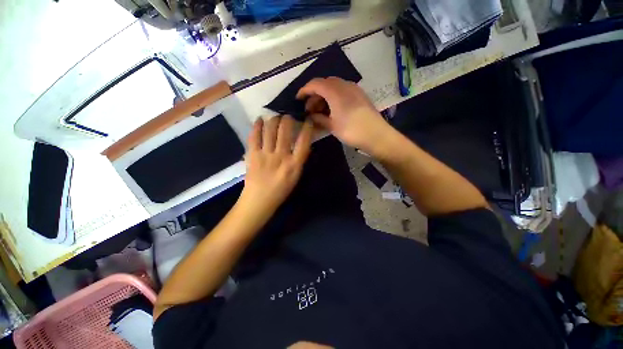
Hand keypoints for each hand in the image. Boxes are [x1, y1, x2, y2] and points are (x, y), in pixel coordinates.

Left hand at [240, 115, 313, 214]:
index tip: (307, 120)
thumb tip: (303, 143)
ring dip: (274, 119)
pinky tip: (260, 120)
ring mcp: (265, 155)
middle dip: (288, 118)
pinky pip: (254, 136)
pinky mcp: (252, 155)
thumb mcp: (296, 176)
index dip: (307, 127)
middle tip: (288, 115)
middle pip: (285, 130)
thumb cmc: (281, 190)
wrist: (259, 200)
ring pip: (270, 129)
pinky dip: (257, 125)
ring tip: (276, 117)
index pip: (304, 141)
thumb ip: (300, 160)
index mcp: (294, 164)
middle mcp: (281, 156)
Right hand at [296, 77, 394, 155]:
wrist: (376, 135)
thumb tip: (310, 116)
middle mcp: (344, 85)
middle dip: (314, 95)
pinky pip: (342, 92)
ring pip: (334, 87)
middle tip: (309, 110)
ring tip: (320, 112)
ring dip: (324, 97)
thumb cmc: (352, 131)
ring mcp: (354, 89)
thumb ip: (319, 118)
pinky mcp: (360, 95)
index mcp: (335, 91)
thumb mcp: (332, 126)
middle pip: (325, 84)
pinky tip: (332, 110)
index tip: (298, 99)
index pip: (315, 84)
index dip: (304, 90)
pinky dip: (334, 98)